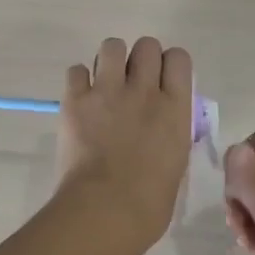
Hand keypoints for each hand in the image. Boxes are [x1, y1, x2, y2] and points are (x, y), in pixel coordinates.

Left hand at [57, 37, 194, 243]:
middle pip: (146, 45)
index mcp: (175, 108)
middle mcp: (144, 90)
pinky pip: (76, 70)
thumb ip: (170, 134)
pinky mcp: (75, 99)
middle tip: (131, 83)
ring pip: (112, 46)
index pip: (178, 59)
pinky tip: (80, 100)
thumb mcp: (176, 163)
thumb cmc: (150, 202)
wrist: (106, 209)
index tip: (161, 81)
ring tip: (104, 84)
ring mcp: (108, 91)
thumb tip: (160, 128)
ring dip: (109, 61)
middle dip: (139, 59)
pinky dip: (78, 81)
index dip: (168, 65)